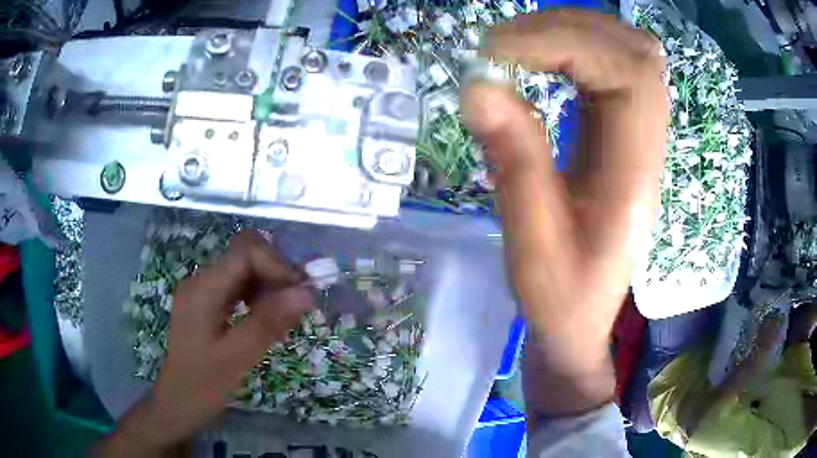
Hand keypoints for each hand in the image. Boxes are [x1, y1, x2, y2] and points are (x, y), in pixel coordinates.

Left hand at [96, 230, 312, 455]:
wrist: (177, 403)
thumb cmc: (203, 385)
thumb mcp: (237, 357)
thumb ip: (269, 322)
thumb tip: (307, 293)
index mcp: (204, 288)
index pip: (246, 252)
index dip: (278, 266)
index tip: (300, 295)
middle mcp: (201, 280)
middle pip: (245, 255)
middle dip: (275, 274)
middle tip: (296, 306)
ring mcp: (202, 290)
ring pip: (243, 269)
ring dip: (268, 285)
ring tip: (284, 315)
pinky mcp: (206, 303)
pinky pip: (237, 286)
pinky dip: (257, 296)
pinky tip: (265, 318)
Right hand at [462, 10, 666, 416]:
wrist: (583, 321)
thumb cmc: (561, 298)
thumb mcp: (532, 244)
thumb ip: (514, 161)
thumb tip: (478, 84)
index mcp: (635, 171)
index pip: (624, 72)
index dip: (559, 44)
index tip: (492, 56)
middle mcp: (649, 142)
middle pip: (633, 50)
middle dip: (564, 29)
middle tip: (501, 46)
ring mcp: (642, 133)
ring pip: (628, 50)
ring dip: (573, 31)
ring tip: (518, 45)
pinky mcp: (625, 132)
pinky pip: (616, 67)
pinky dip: (578, 47)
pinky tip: (544, 59)